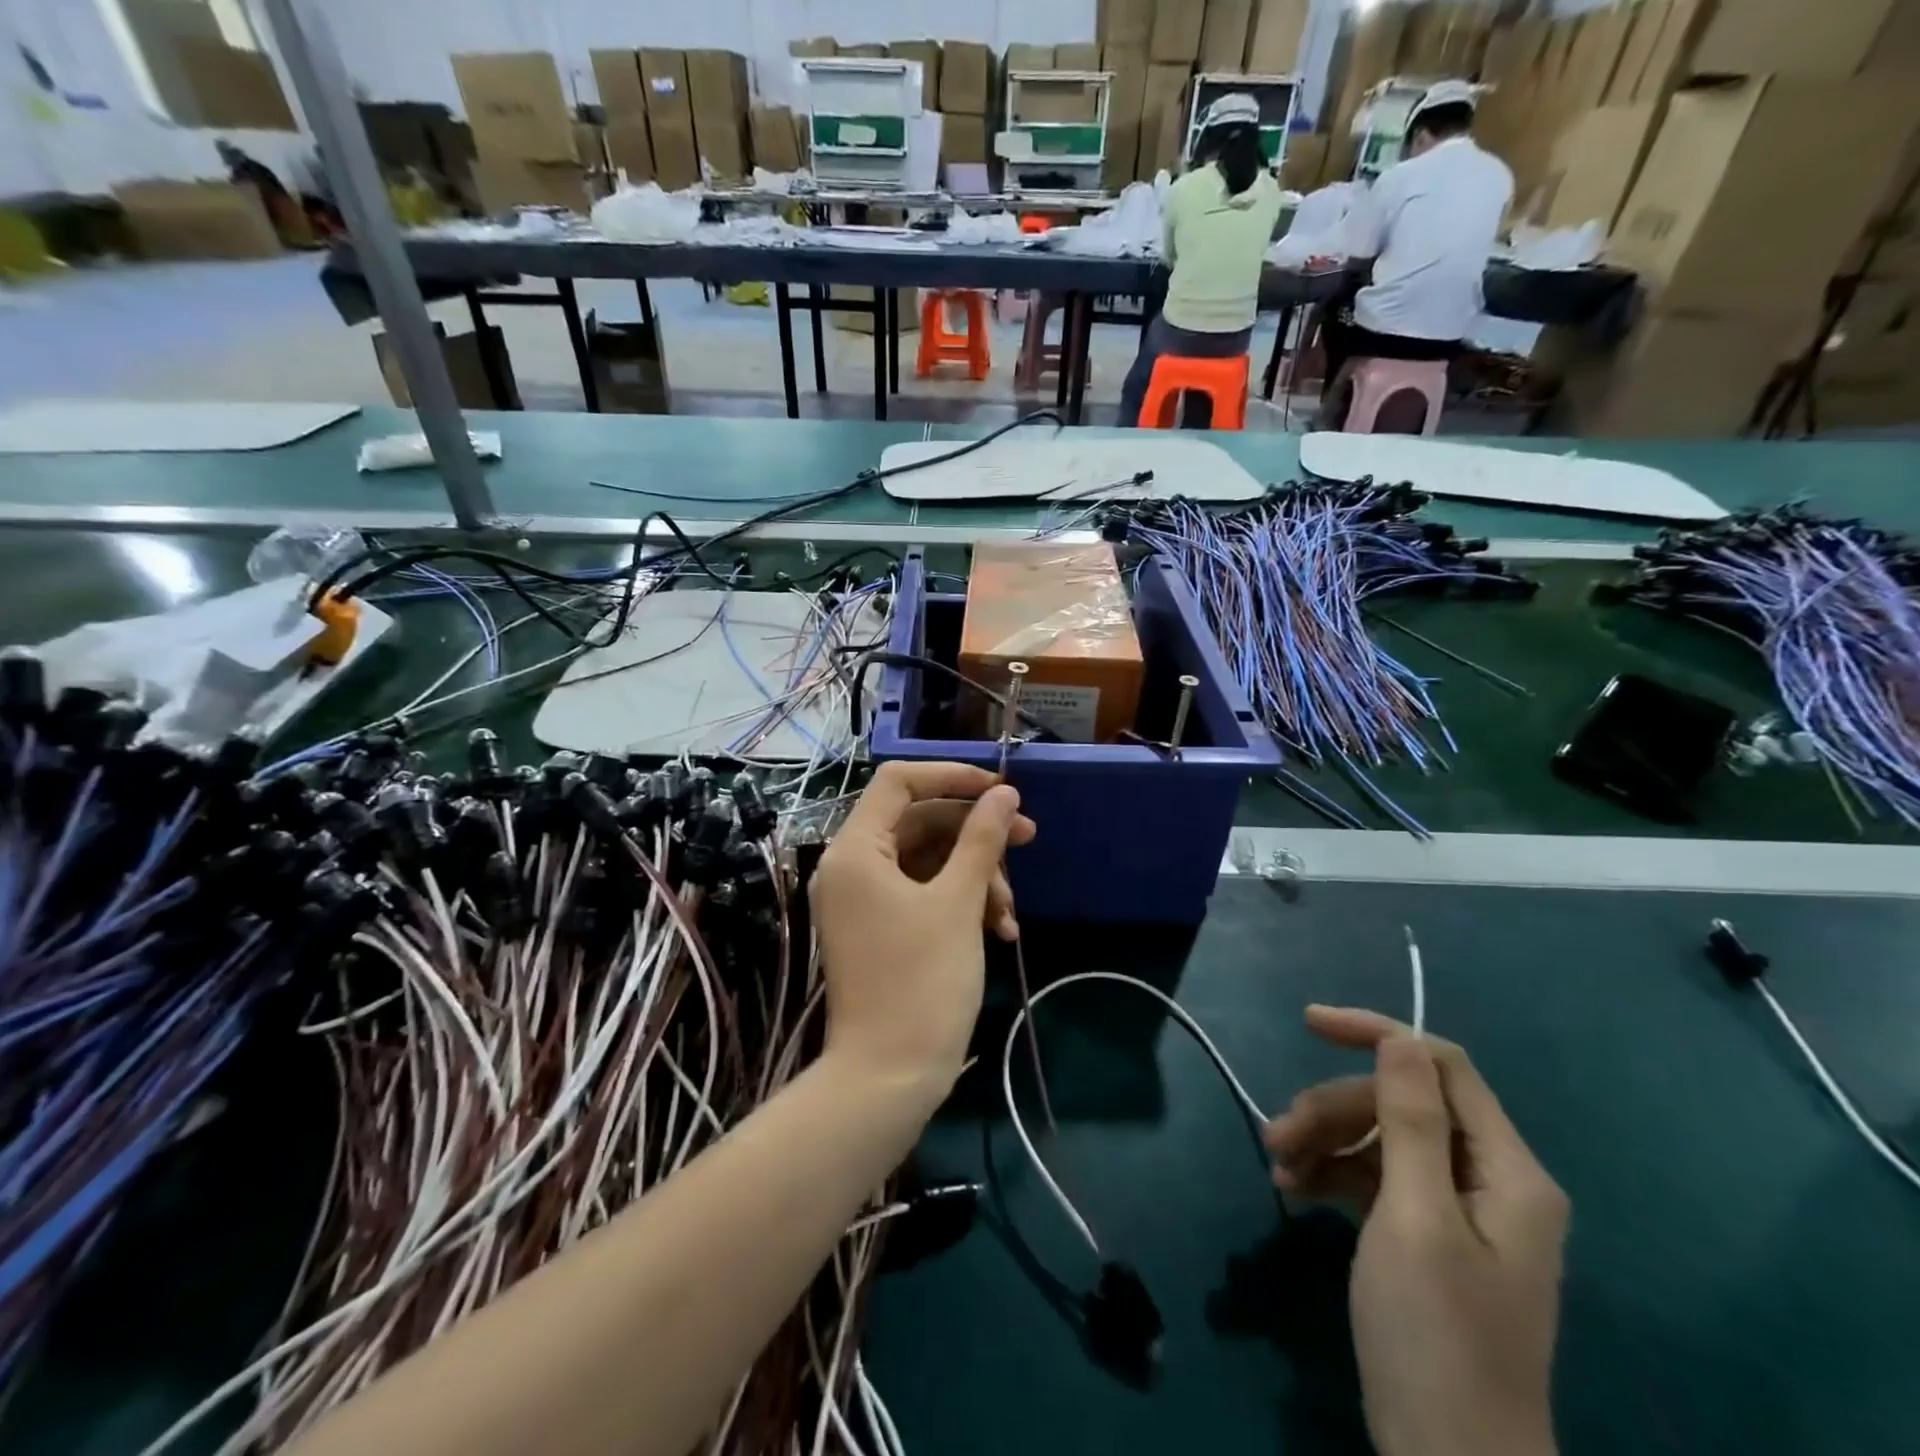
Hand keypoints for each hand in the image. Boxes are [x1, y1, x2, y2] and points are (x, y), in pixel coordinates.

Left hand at [810, 762, 1035, 1095]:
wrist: (888, 1078)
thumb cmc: (921, 981)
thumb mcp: (958, 902)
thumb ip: (981, 839)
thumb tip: (1004, 794)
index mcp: (856, 849)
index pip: (899, 782)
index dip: (952, 776)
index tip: (1000, 789)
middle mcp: (853, 866)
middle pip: (920, 821)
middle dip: (977, 833)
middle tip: (1028, 838)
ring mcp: (866, 899)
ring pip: (929, 860)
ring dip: (977, 876)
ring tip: (1010, 914)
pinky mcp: (882, 927)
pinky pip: (925, 893)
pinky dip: (962, 903)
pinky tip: (1001, 930)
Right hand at [1264, 1008, 1566, 1455]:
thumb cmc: (1436, 1337)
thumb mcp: (1414, 1218)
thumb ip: (1410, 1121)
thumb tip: (1400, 1039)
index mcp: (1508, 1172)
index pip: (1442, 1066)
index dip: (1377, 1035)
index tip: (1308, 1023)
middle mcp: (1489, 1180)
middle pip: (1402, 1103)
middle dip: (1335, 1107)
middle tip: (1277, 1132)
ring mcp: (1456, 1210)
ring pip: (1381, 1137)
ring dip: (1325, 1140)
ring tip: (1277, 1164)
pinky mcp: (1425, 1236)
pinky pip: (1375, 1178)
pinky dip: (1333, 1175)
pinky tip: (1293, 1189)